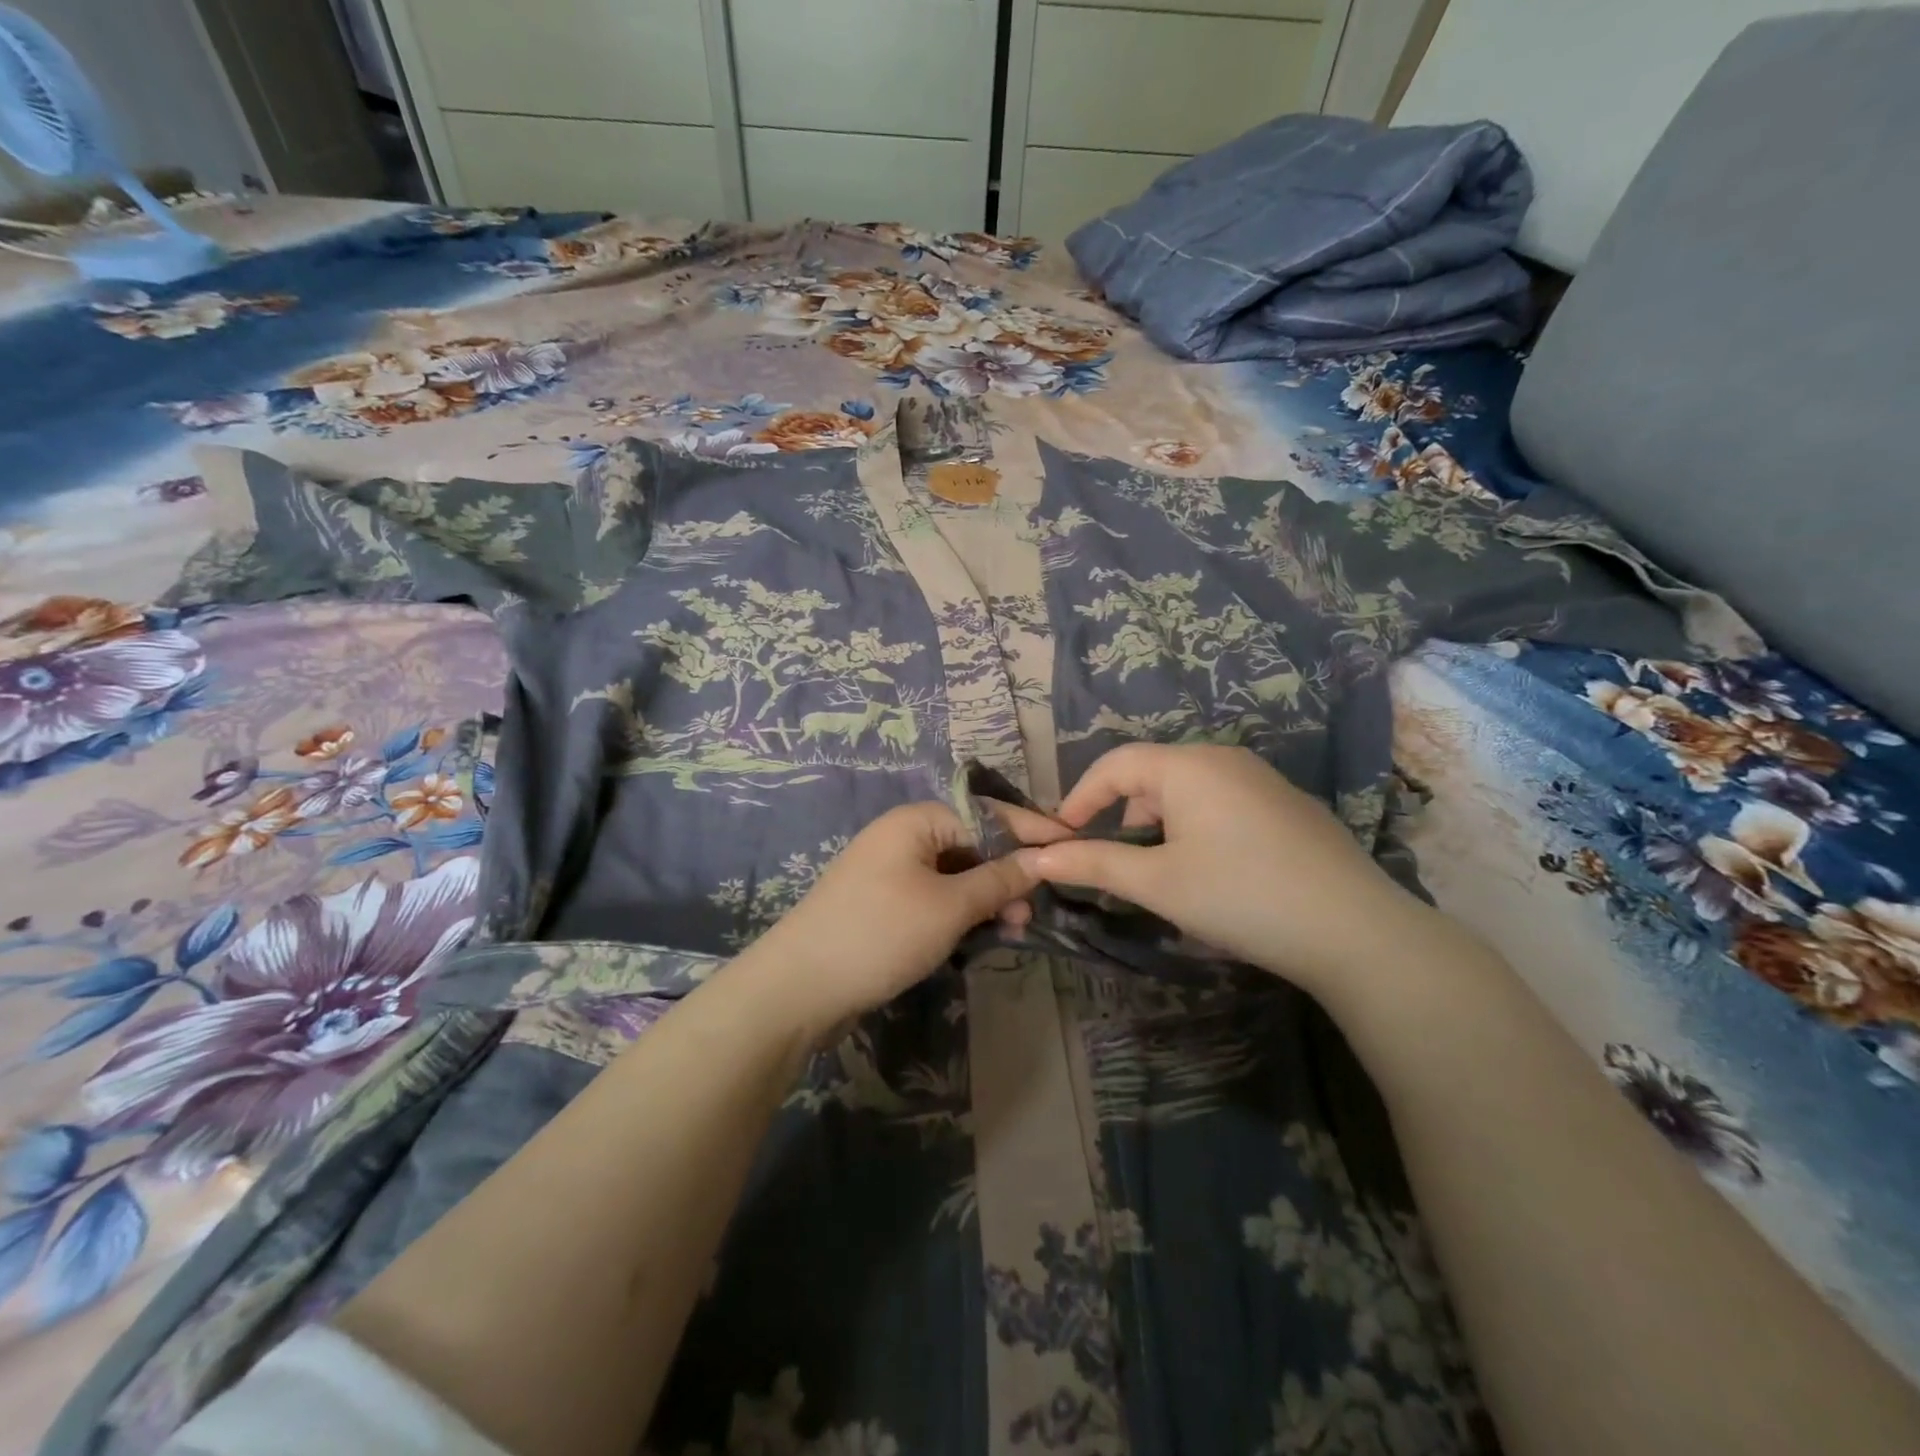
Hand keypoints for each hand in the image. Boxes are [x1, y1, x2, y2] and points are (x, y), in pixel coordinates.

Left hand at [743, 800, 1065, 1034]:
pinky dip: (960, 914)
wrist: (798, 989)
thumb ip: (999, 880)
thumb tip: (1041, 859)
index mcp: (916, 822)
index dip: (1031, 831)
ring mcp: (890, 873)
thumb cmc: (879, 934)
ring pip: (956, 876)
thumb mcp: (949, 907)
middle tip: (1033, 910)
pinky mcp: (885, 906)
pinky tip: (981, 936)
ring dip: (986, 898)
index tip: (1073, 846)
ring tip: (1012, 929)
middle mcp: (903, 838)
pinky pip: (935, 899)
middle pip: (972, 845)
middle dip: (1007, 873)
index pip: (987, 814)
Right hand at [1016, 743, 1441, 993]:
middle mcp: (1224, 758)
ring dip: (1159, 822)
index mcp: (1188, 765)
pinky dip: (1195, 826)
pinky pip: (1221, 801)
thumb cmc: (1240, 896)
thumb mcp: (1157, 882)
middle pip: (1151, 774)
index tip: (1060, 839)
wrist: (1355, 930)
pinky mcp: (1287, 805)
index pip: (1114, 764)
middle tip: (1112, 860)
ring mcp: (1262, 779)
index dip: (1079, 798)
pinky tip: (1212, 870)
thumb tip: (1036, 859)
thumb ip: (1094, 863)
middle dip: (1120, 813)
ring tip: (1160, 870)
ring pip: (1188, 789)